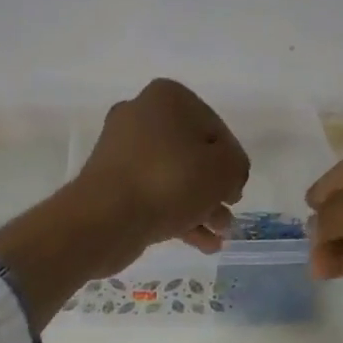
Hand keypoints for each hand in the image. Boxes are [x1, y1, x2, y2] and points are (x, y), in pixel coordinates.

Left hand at [66, 79, 249, 272]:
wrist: (105, 219)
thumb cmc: (170, 182)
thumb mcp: (224, 169)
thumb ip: (237, 167)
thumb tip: (228, 177)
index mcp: (168, 98)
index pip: (216, 130)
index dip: (232, 164)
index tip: (236, 192)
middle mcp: (142, 117)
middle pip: (193, 156)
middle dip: (214, 191)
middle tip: (227, 218)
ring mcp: (122, 153)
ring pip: (174, 180)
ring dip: (200, 209)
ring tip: (219, 237)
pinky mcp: (112, 186)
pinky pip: (154, 198)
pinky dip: (177, 218)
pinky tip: (201, 244)